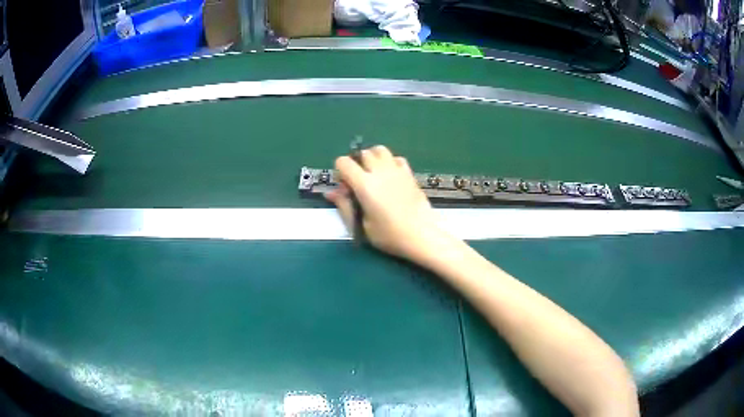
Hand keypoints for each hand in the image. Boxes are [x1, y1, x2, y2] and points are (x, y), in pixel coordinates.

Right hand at [325, 146, 452, 261]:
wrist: (421, 235)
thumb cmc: (389, 235)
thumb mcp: (362, 225)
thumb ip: (345, 206)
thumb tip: (331, 193)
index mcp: (364, 184)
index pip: (343, 162)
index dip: (339, 171)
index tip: (344, 186)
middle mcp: (380, 172)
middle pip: (363, 153)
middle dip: (357, 164)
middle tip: (358, 182)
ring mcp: (397, 170)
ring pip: (380, 150)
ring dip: (373, 158)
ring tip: (374, 175)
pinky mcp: (409, 174)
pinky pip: (397, 158)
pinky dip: (390, 162)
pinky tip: (391, 177)